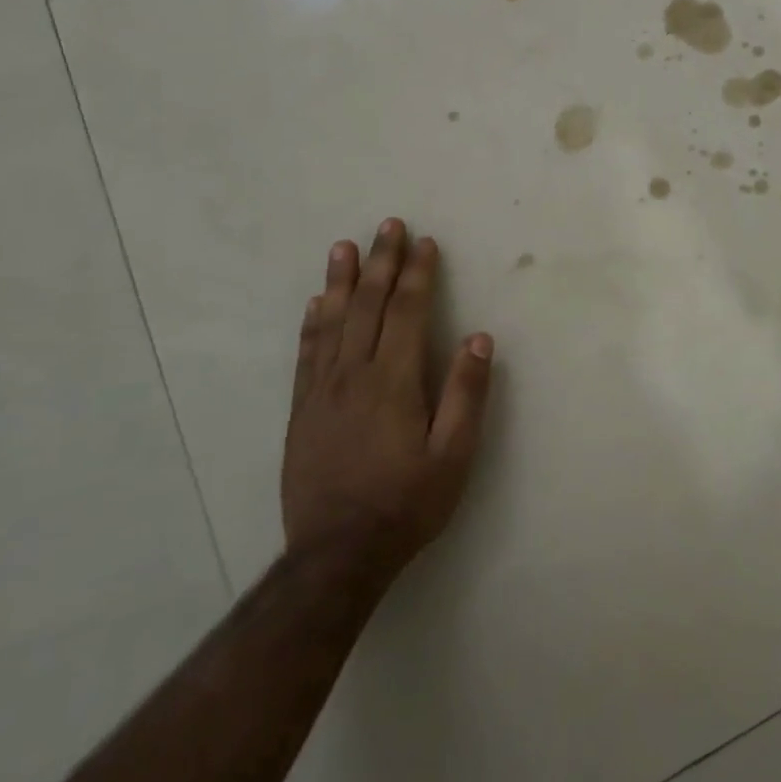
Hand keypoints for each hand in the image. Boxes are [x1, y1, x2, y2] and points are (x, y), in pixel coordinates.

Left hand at [283, 219, 493, 574]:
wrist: (336, 555)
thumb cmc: (406, 503)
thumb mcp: (454, 456)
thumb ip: (467, 394)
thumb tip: (479, 338)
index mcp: (394, 382)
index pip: (408, 312)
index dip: (417, 275)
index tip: (425, 243)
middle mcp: (354, 375)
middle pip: (369, 306)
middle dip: (382, 263)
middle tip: (388, 226)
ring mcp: (321, 392)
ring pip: (332, 322)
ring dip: (342, 281)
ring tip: (345, 248)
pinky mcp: (301, 411)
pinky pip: (306, 354)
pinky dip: (313, 322)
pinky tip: (316, 303)